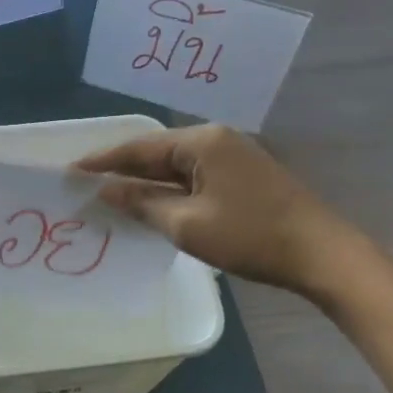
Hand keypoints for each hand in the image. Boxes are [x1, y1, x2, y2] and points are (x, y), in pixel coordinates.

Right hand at [74, 124, 360, 294]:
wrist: (321, 253)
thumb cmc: (250, 236)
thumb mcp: (187, 224)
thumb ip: (143, 203)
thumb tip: (107, 190)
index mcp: (201, 142)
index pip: (140, 147)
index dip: (103, 160)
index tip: (71, 170)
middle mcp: (216, 139)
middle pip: (158, 152)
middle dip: (122, 168)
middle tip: (86, 183)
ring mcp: (233, 156)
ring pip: (176, 166)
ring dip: (146, 181)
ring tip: (111, 194)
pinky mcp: (244, 175)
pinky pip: (194, 176)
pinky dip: (169, 189)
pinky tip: (152, 203)